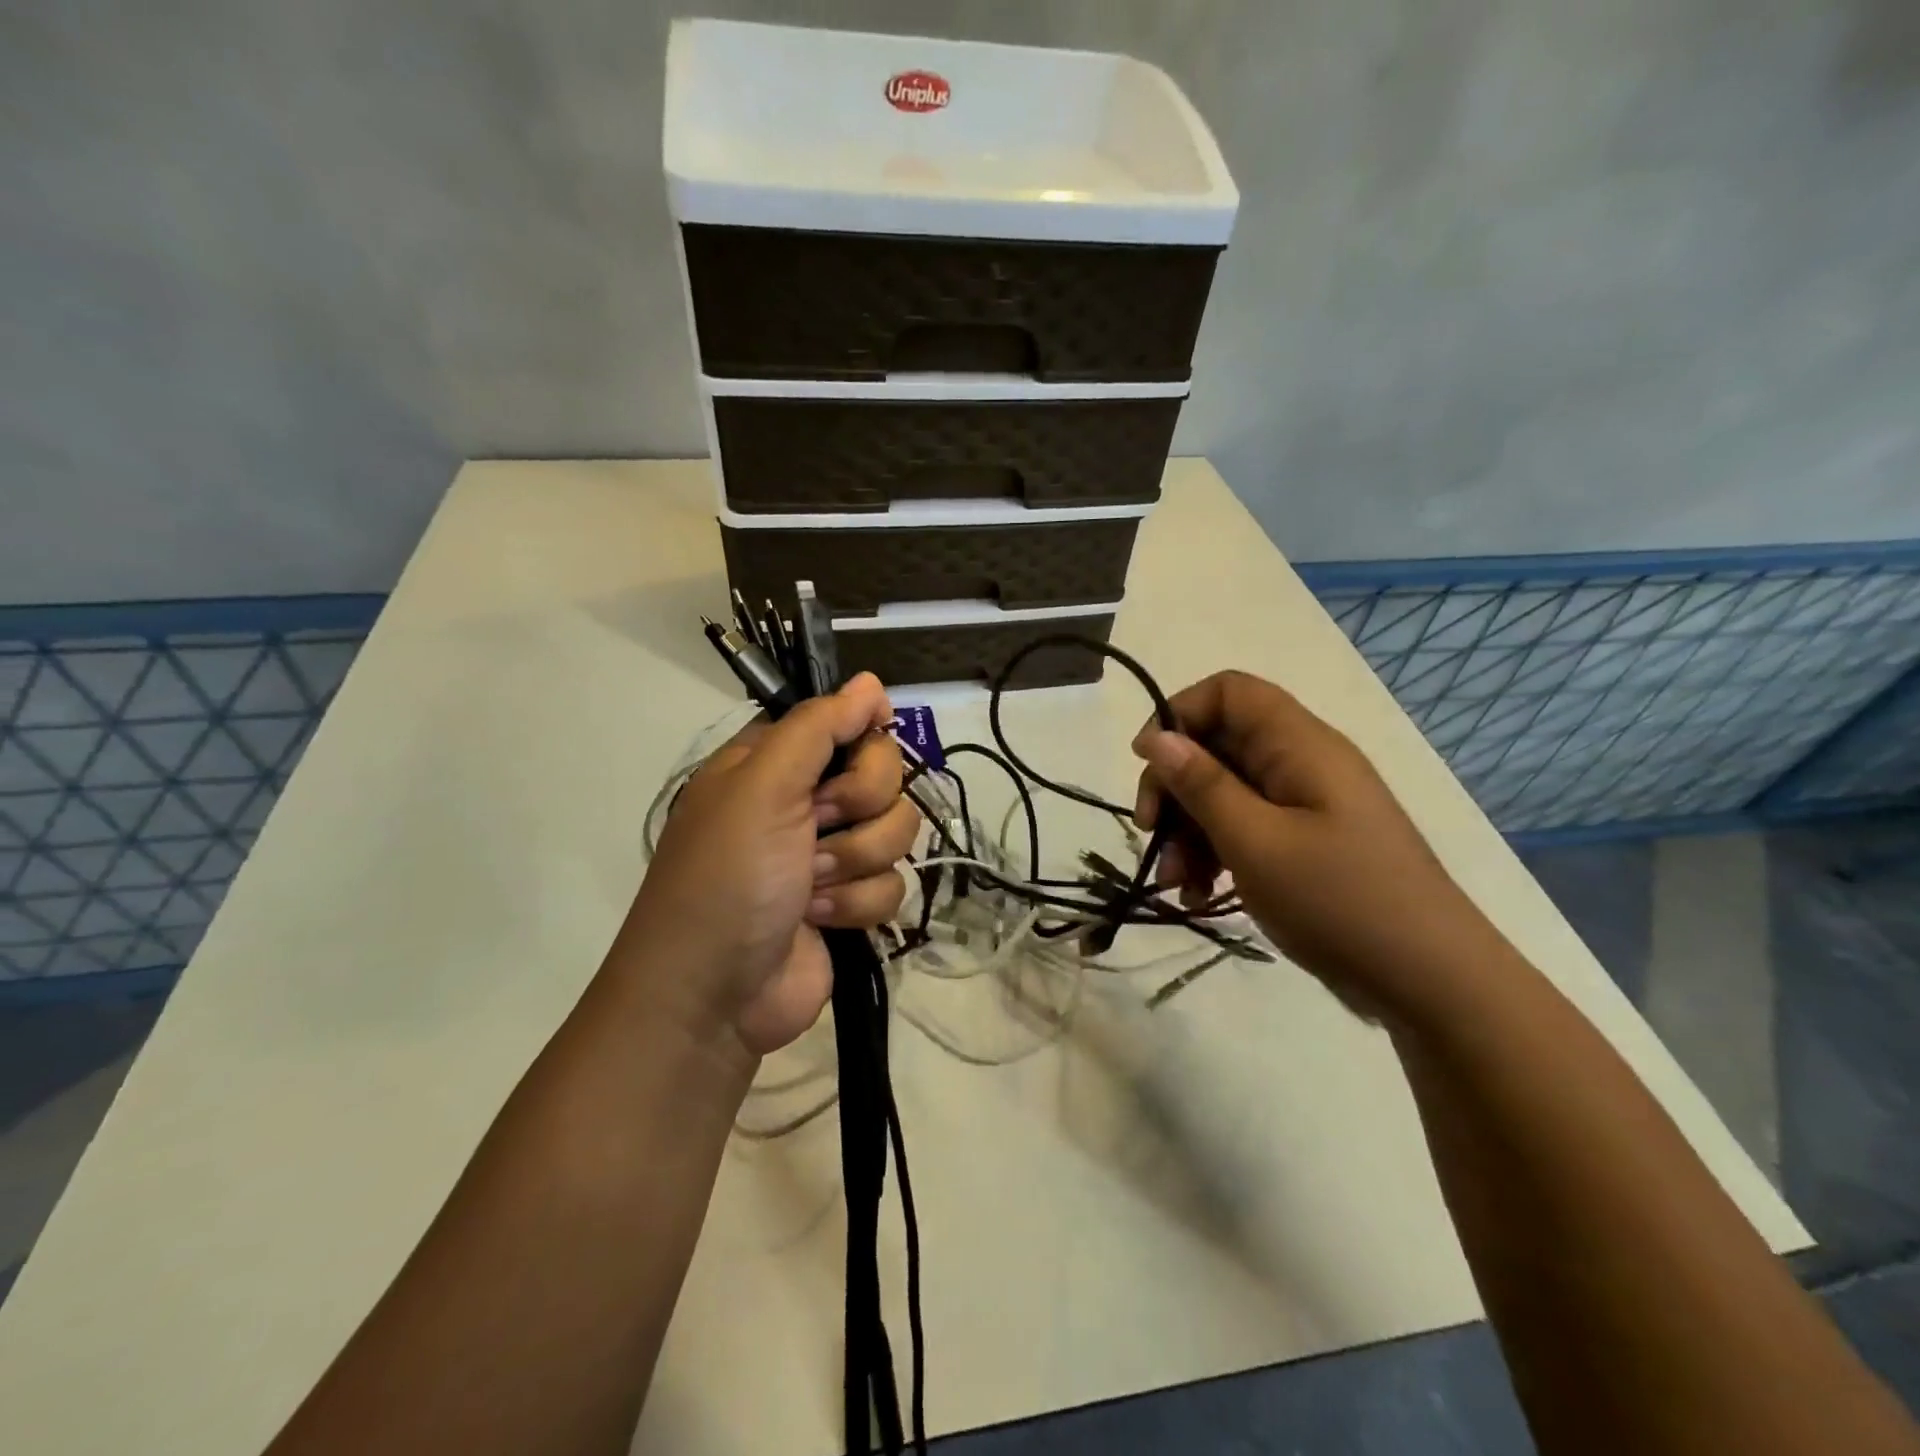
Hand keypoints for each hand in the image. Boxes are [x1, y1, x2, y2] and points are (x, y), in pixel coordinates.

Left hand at [616, 673, 917, 1055]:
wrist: (712, 996)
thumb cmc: (727, 877)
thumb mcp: (761, 787)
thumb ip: (818, 727)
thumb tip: (870, 681)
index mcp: (777, 762)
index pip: (849, 723)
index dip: (863, 739)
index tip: (860, 753)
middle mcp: (806, 800)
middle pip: (885, 776)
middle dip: (858, 808)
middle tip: (816, 828)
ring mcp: (831, 853)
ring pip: (896, 831)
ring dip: (854, 862)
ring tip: (810, 886)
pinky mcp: (850, 902)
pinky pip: (893, 884)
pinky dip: (857, 904)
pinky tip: (818, 920)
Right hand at [1131, 671, 1504, 1020]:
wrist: (1432, 982)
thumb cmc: (1340, 901)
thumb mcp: (1256, 842)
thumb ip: (1202, 785)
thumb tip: (1156, 737)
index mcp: (1300, 745)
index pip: (1229, 692)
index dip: (1180, 714)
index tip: (1147, 763)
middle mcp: (1302, 764)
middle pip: (1219, 746)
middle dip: (1176, 788)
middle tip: (1149, 833)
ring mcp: (1306, 806)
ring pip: (1226, 793)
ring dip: (1189, 831)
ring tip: (1175, 882)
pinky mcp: (1306, 844)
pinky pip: (1246, 830)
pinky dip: (1216, 854)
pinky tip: (1199, 896)